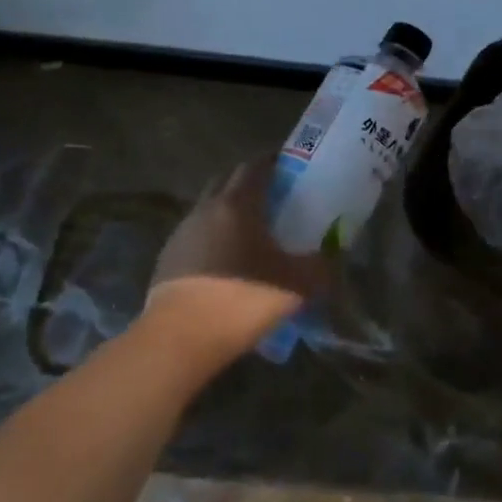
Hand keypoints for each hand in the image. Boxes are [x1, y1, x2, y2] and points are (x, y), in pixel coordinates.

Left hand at [146, 159, 324, 358]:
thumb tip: (334, 255)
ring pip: (209, 207)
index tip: (290, 167)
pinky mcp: (167, 258)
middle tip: (274, 196)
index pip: (254, 166)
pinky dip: (213, 237)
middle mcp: (206, 209)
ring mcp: (182, 232)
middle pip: (227, 180)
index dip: (273, 162)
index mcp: (237, 204)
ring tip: (251, 232)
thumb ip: (320, 267)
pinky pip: (196, 235)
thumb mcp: (295, 287)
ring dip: (229, 210)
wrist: (179, 340)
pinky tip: (227, 262)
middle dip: (249, 181)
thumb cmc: (242, 301)